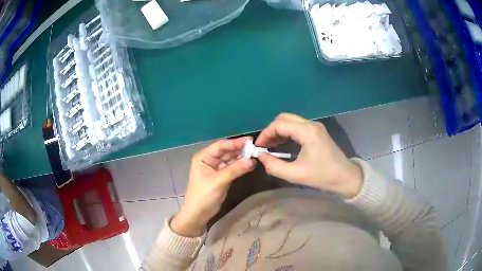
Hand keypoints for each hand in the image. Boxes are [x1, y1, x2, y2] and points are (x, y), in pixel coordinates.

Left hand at [171, 137, 255, 236]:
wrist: (199, 213)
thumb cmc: (204, 195)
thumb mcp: (219, 181)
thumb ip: (235, 170)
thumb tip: (252, 160)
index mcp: (204, 157)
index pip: (221, 146)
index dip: (235, 142)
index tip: (250, 140)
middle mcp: (209, 160)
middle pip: (226, 151)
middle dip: (240, 149)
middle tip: (256, 147)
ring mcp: (216, 168)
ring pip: (230, 159)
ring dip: (241, 158)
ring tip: (255, 154)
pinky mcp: (221, 176)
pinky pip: (232, 168)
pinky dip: (240, 166)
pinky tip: (250, 164)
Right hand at [255, 113, 362, 198]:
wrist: (345, 177)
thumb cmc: (322, 176)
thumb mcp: (295, 175)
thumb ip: (274, 166)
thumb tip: (260, 156)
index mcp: (307, 132)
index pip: (280, 124)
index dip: (265, 134)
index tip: (258, 147)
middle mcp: (311, 124)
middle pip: (284, 118)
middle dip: (271, 130)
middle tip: (264, 146)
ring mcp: (315, 126)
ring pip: (290, 121)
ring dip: (278, 131)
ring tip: (270, 147)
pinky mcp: (317, 131)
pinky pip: (297, 126)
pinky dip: (286, 133)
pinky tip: (282, 145)